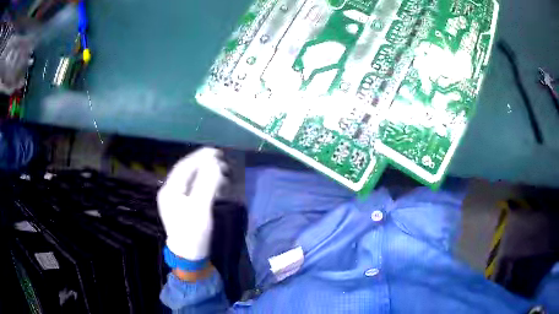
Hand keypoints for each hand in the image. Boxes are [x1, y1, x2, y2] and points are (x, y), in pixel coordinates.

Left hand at [157, 147, 225, 260]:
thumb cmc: (193, 233)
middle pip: (186, 171)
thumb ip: (207, 183)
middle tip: (221, 159)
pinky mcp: (182, 206)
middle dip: (203, 163)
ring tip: (221, 172)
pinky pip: (192, 189)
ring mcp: (175, 200)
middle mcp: (169, 192)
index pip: (184, 166)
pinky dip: (204, 184)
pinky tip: (214, 186)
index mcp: (170, 190)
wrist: (189, 257)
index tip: (217, 151)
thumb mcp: (201, 208)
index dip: (200, 156)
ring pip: (190, 180)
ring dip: (205, 173)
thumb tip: (215, 163)